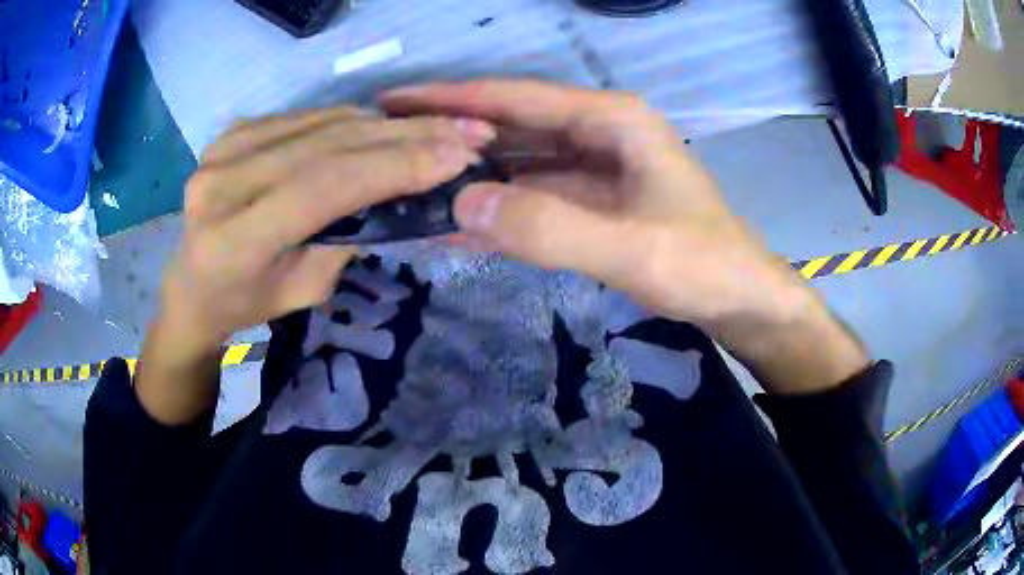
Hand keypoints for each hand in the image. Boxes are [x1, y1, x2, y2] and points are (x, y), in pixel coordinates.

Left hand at [140, 108, 494, 423]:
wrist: (193, 285)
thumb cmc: (248, 302)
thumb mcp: (305, 290)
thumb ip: (347, 235)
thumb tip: (404, 186)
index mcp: (232, 240)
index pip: (320, 187)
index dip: (392, 167)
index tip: (456, 156)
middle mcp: (220, 184)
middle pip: (325, 146)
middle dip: (404, 137)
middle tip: (464, 132)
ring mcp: (221, 149)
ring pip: (321, 122)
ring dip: (385, 124)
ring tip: (436, 129)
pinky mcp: (231, 132)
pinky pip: (306, 117)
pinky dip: (351, 120)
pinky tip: (385, 128)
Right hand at [382, 80, 868, 392]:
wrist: (741, 298)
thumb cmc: (703, 265)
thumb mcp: (632, 248)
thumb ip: (549, 226)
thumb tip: (461, 203)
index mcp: (610, 121)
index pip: (514, 99)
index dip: (451, 98)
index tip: (394, 100)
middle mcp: (597, 133)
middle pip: (509, 126)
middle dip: (450, 134)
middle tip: (388, 144)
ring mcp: (593, 168)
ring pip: (516, 163)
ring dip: (467, 175)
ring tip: (408, 184)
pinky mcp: (592, 202)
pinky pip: (532, 198)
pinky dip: (495, 211)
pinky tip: (455, 225)